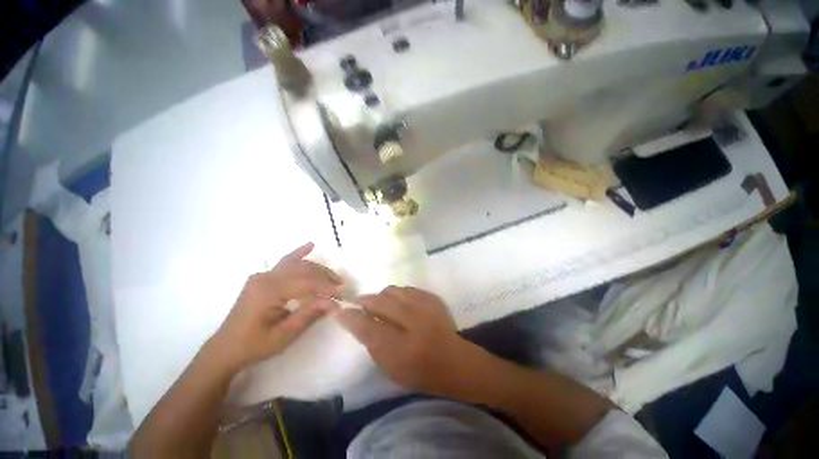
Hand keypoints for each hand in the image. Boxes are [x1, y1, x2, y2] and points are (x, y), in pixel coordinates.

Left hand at [209, 243, 342, 372]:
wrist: (226, 348)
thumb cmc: (254, 345)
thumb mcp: (283, 336)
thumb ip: (309, 315)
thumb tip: (334, 303)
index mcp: (268, 291)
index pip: (306, 283)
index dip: (327, 288)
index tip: (343, 295)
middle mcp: (266, 277)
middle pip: (304, 270)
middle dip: (326, 277)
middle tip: (342, 288)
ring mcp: (263, 275)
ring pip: (298, 265)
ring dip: (318, 269)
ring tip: (334, 278)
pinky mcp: (263, 277)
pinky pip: (285, 262)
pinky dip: (299, 253)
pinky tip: (310, 245)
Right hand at [337, 286, 481, 396]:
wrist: (455, 361)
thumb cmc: (421, 372)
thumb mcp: (391, 368)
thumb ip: (372, 343)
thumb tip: (356, 321)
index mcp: (403, 349)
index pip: (368, 328)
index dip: (351, 317)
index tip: (340, 310)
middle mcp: (415, 324)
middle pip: (381, 302)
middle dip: (366, 300)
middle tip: (360, 302)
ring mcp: (427, 307)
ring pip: (394, 291)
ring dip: (383, 296)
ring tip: (381, 303)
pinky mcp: (433, 298)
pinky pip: (408, 289)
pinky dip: (398, 294)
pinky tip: (399, 303)